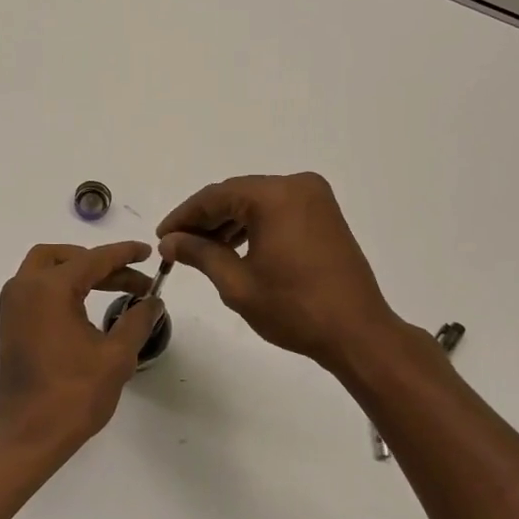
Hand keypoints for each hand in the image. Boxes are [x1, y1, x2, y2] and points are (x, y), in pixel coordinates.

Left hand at [0, 242, 164, 464]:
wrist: (28, 436)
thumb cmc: (74, 395)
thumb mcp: (116, 356)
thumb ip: (137, 320)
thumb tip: (152, 301)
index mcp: (49, 289)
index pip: (93, 259)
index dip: (124, 254)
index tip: (148, 253)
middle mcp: (24, 288)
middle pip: (63, 257)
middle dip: (98, 261)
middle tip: (130, 278)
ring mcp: (12, 306)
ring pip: (45, 269)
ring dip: (78, 272)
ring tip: (112, 288)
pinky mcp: (9, 324)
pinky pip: (36, 289)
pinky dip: (61, 287)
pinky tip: (86, 306)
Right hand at [157, 173, 403, 372]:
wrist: (357, 333)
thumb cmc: (294, 309)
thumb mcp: (237, 283)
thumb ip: (199, 253)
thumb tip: (169, 241)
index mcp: (275, 196)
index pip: (216, 196)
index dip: (184, 216)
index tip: (162, 236)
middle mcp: (297, 186)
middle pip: (237, 195)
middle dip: (205, 219)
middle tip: (176, 244)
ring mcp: (315, 199)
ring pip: (257, 202)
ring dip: (228, 222)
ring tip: (201, 249)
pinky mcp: (324, 215)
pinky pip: (278, 211)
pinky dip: (254, 225)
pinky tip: (234, 247)